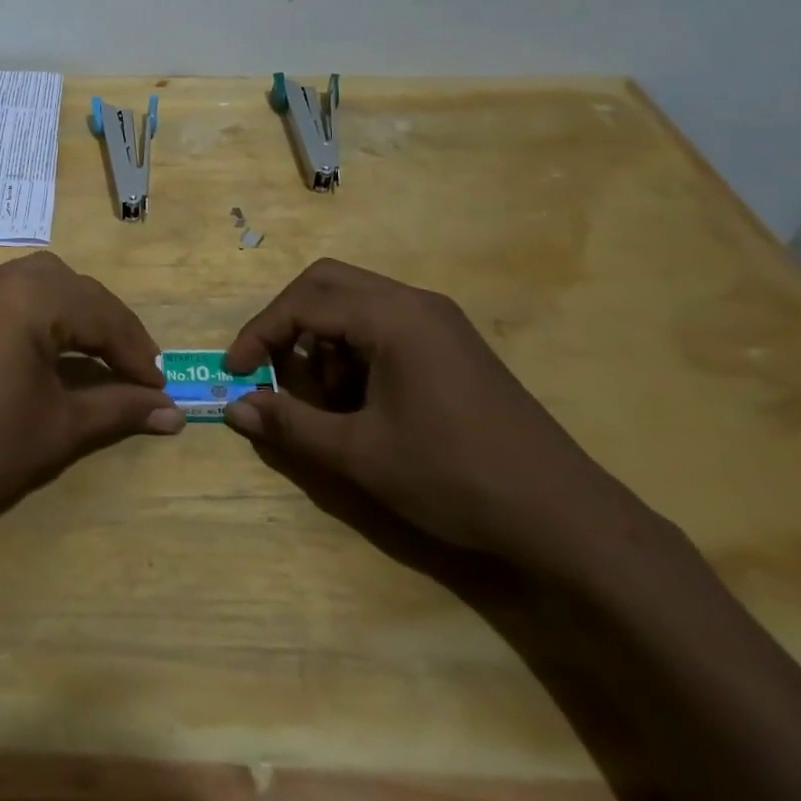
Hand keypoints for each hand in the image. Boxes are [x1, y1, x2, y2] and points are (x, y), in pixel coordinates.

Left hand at [0, 252, 183, 539]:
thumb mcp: (59, 428)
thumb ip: (121, 409)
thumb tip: (176, 413)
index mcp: (31, 296)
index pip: (103, 315)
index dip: (138, 352)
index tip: (163, 388)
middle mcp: (2, 275)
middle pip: (75, 290)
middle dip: (110, 328)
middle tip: (136, 371)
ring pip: (43, 284)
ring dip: (76, 314)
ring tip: (97, 357)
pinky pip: (11, 293)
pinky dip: (40, 313)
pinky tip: (46, 348)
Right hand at [222, 259, 650, 576]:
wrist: (566, 517)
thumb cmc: (455, 478)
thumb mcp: (361, 455)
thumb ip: (291, 424)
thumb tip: (235, 409)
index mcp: (392, 317)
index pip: (304, 303)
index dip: (260, 334)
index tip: (235, 372)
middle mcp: (414, 302)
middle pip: (327, 283)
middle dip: (287, 322)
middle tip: (267, 365)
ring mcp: (438, 319)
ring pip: (356, 301)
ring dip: (323, 336)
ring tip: (322, 395)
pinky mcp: (453, 342)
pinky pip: (385, 323)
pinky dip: (355, 347)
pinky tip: (360, 398)